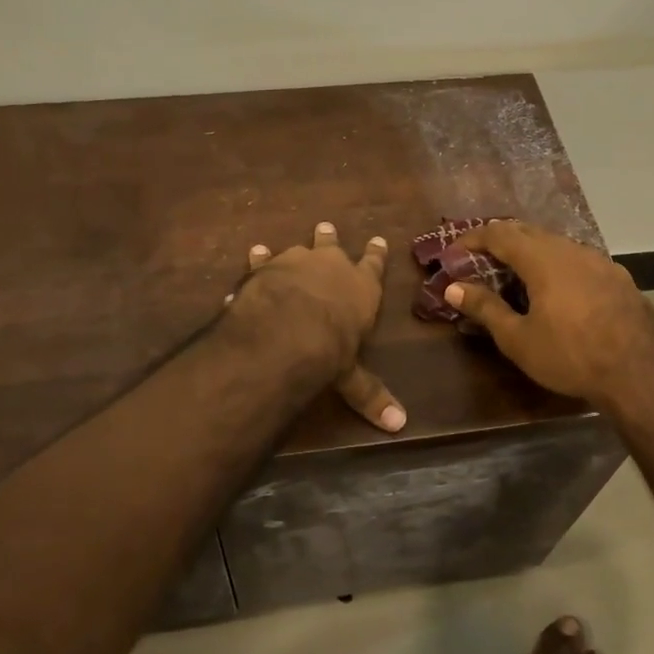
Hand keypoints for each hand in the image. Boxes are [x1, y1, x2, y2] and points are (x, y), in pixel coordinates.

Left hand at [227, 222, 405, 431]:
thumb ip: (370, 395)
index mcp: (361, 288)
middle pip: (334, 246)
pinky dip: (260, 258)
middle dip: (330, 238)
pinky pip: (264, 259)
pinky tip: (255, 252)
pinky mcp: (267, 267)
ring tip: (294, 240)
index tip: (379, 240)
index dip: (376, 254)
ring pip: (299, 248)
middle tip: (327, 227)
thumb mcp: (352, 378)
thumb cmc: (331, 351)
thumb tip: (399, 425)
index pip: (374, 265)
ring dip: (298, 247)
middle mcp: (332, 266)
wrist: (287, 331)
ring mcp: (297, 261)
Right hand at [445, 221, 653, 409]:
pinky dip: (556, 265)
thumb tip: (453, 288)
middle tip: (479, 260)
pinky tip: (557, 290)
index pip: (498, 233)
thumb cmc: (572, 356)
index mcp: (542, 258)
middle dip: (499, 241)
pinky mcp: (618, 277)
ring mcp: (599, 261)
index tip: (453, 253)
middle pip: (528, 232)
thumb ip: (485, 308)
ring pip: (556, 244)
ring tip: (515, 274)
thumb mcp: (519, 338)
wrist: (642, 373)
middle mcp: (571, 249)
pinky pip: (578, 260)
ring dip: (530, 252)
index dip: (472, 239)